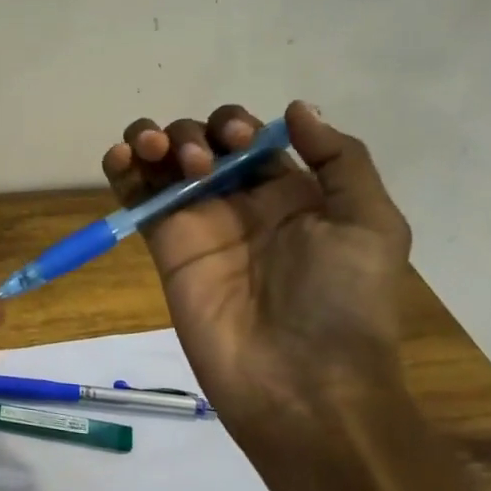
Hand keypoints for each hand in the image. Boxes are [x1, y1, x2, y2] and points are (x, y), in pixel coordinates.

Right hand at [102, 100, 410, 441]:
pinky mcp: (163, 245)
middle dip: (195, 133)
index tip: (241, 144)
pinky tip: (122, 155)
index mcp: (290, 192)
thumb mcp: (371, 224)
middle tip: (203, 163)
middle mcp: (239, 201)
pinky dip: (120, 168)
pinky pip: (134, 197)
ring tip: (153, 151)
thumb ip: (341, 160)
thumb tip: (295, 109)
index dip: (238, 126)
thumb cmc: (342, 301)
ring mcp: (196, 222)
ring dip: (153, 138)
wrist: (300, 381)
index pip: (250, 137)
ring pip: (162, 161)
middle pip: (201, 141)